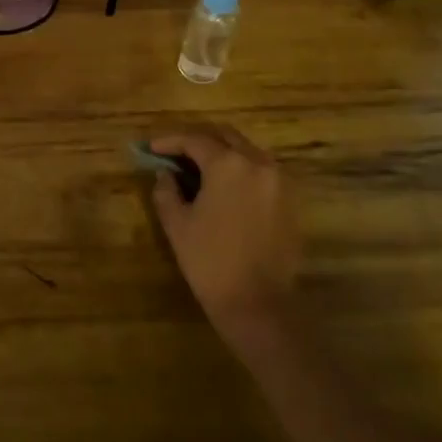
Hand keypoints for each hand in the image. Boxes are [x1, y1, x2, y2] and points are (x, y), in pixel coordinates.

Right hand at [148, 126, 305, 351]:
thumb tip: (165, 175)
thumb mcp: (177, 224)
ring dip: (221, 153)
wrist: (258, 304)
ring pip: (246, 151)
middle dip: (198, 140)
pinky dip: (240, 170)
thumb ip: (166, 191)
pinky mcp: (290, 200)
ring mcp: (279, 181)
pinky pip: (261, 171)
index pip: (194, 139)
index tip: (151, 149)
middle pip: (225, 136)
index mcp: (228, 165)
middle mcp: (258, 163)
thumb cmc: (210, 262)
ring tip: (197, 169)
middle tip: (175, 153)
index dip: (169, 141)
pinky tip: (223, 187)